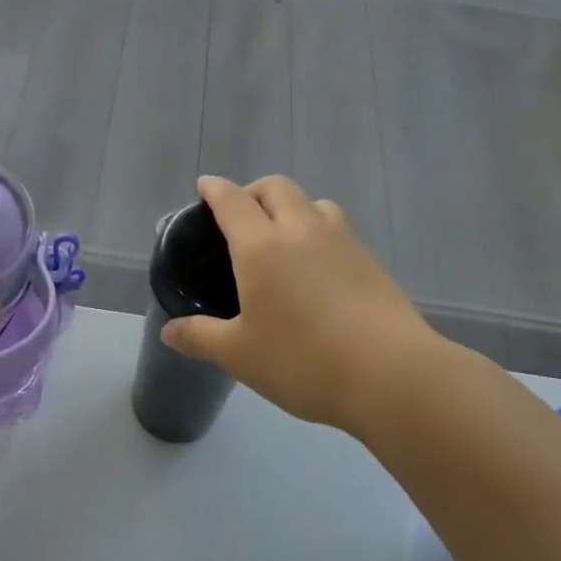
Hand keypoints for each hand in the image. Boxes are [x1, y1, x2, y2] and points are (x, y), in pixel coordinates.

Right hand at [160, 174, 442, 434]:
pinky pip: (339, 230)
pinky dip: (320, 233)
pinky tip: (319, 270)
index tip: (205, 186)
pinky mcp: (372, 262)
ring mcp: (342, 242)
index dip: (215, 189)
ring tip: (285, 238)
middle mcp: (301, 231)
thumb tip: (169, 332)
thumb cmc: (302, 360)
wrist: (391, 374)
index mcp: (261, 246)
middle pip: (276, 187)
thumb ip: (200, 337)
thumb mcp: (240, 354)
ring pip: (315, 203)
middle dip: (254, 190)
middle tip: (242, 214)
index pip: (232, 201)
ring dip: (294, 207)